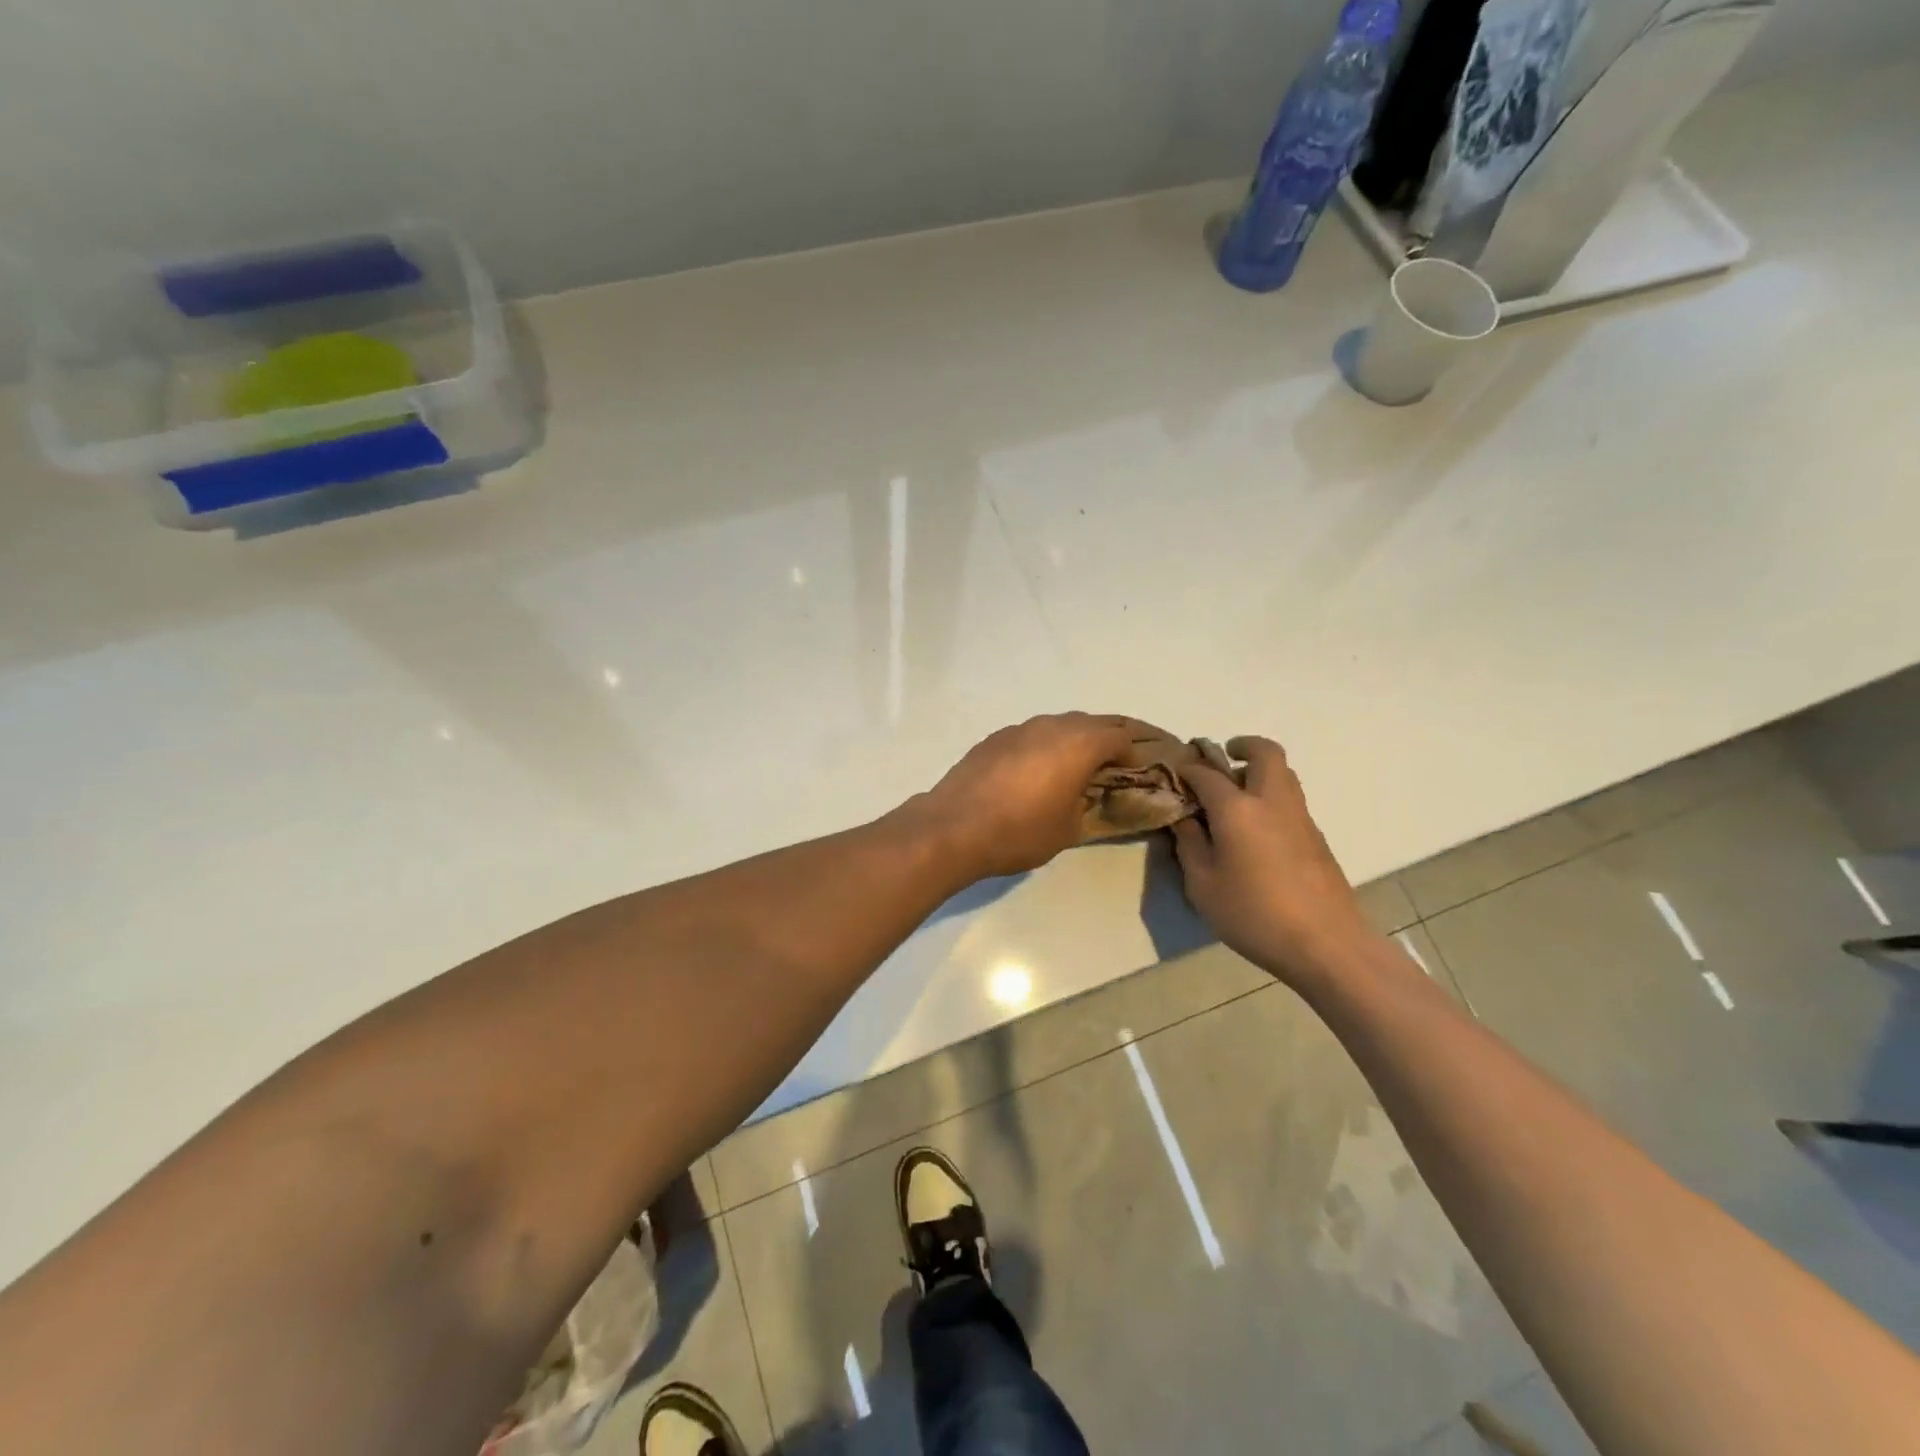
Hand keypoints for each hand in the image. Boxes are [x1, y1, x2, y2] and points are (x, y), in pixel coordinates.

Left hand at [912, 713, 1136, 878]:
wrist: (953, 827)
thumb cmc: (1020, 831)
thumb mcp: (1068, 828)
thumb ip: (1086, 803)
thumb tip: (1084, 792)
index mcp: (1079, 744)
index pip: (1119, 736)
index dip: (1133, 752)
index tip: (1135, 770)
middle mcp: (1051, 726)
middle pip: (1091, 723)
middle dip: (1106, 740)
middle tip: (1111, 764)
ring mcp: (1018, 728)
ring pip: (1057, 725)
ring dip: (1072, 740)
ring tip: (1073, 766)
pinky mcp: (993, 738)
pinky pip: (1030, 735)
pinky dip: (1042, 746)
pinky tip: (1035, 770)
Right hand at [1170, 736, 1374, 985]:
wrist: (1326, 944)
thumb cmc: (1254, 915)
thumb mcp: (1203, 886)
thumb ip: (1190, 845)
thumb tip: (1185, 819)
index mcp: (1238, 809)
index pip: (1207, 773)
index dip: (1188, 769)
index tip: (1175, 774)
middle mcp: (1272, 801)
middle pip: (1265, 752)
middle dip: (1242, 746)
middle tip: (1223, 760)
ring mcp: (1300, 817)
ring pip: (1284, 774)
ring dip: (1260, 772)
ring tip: (1235, 798)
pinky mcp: (1317, 838)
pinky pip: (1291, 800)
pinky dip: (1272, 798)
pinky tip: (1256, 832)